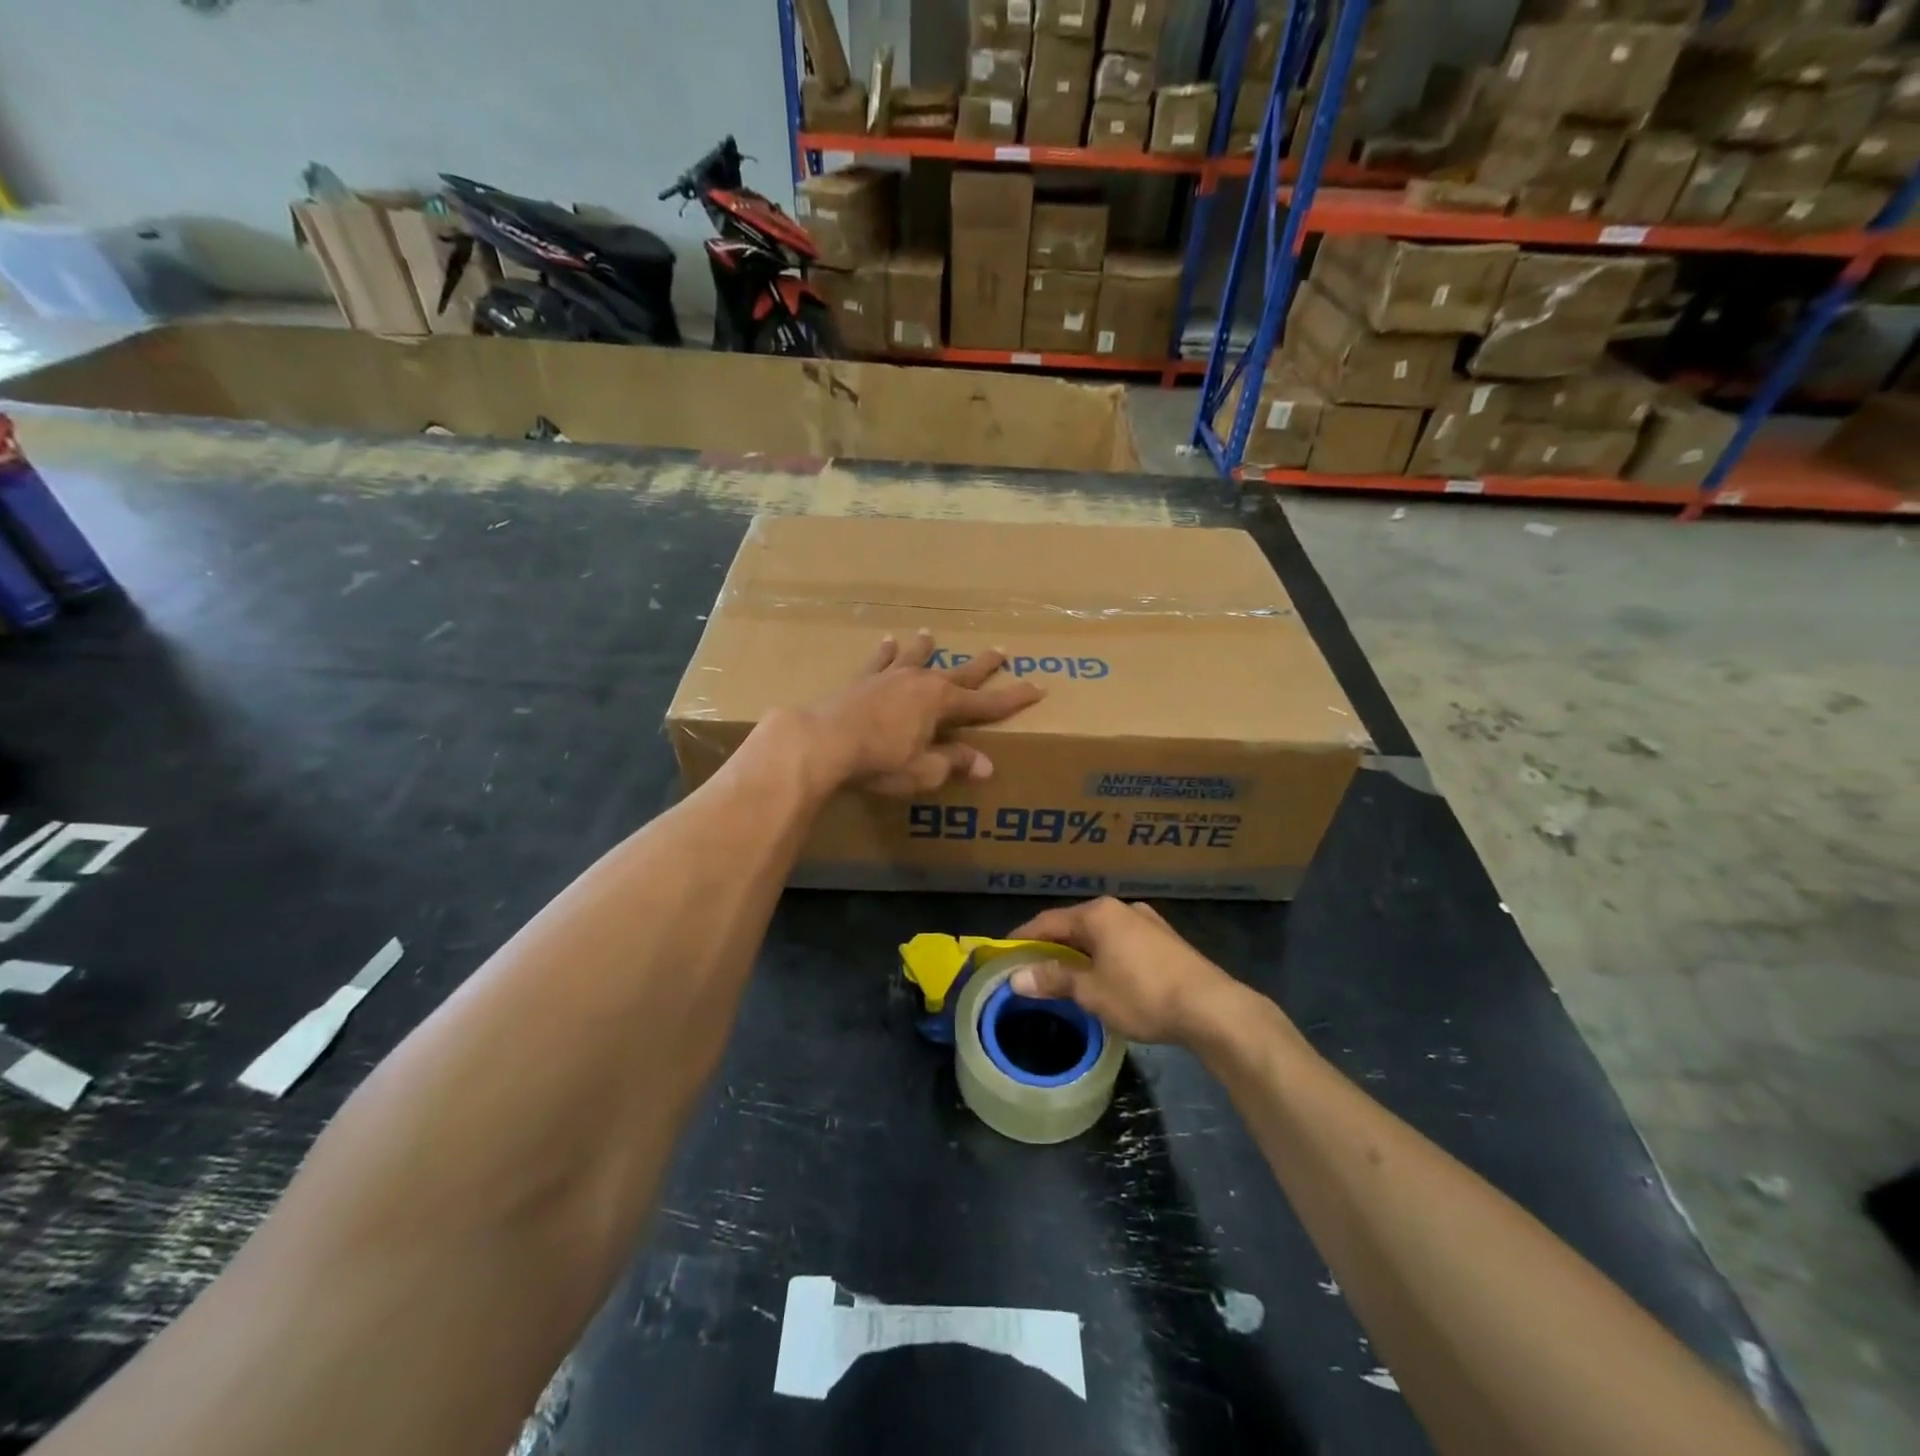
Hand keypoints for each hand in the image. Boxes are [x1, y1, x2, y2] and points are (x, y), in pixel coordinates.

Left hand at [796, 629, 1044, 796]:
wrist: (824, 741)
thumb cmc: (879, 760)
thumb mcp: (924, 770)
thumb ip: (954, 763)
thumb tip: (985, 765)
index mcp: (942, 703)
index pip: (988, 703)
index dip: (1015, 698)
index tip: (1039, 687)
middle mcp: (921, 682)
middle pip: (959, 673)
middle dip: (982, 665)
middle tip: (1001, 650)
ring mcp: (891, 677)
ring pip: (917, 658)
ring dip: (927, 648)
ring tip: (931, 635)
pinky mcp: (863, 680)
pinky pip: (879, 662)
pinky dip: (886, 652)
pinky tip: (887, 641)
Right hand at [1003, 898, 1249, 1046]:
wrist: (1210, 1007)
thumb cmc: (1142, 994)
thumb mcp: (1091, 992)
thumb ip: (1054, 980)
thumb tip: (1016, 978)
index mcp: (1098, 913)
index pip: (1048, 921)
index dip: (1023, 938)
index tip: (1004, 954)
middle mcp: (1120, 908)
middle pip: (1075, 925)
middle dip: (1052, 946)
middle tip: (1031, 969)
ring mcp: (1146, 922)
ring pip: (1100, 935)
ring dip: (1080, 953)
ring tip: (1065, 976)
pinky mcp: (1165, 941)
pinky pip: (1122, 944)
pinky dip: (1104, 957)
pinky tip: (1104, 977)